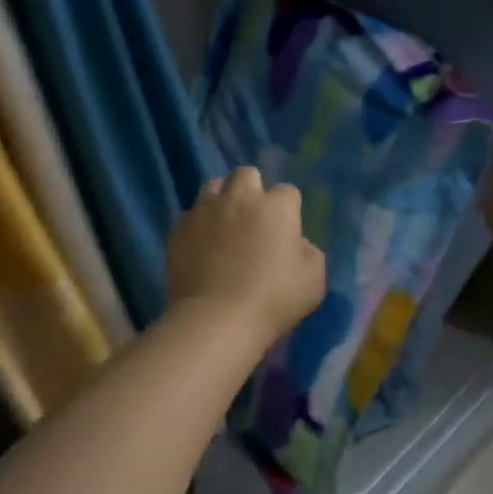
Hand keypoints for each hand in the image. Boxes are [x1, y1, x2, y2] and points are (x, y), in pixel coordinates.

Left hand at [167, 167, 325, 347]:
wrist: (216, 319)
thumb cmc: (273, 300)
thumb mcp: (313, 279)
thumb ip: (308, 251)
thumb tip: (295, 243)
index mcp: (275, 207)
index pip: (287, 191)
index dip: (289, 209)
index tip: (287, 231)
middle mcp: (239, 199)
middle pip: (246, 174)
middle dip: (253, 189)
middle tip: (254, 218)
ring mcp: (205, 211)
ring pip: (213, 185)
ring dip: (222, 198)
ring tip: (224, 223)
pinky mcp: (179, 229)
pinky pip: (190, 215)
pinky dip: (198, 224)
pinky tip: (201, 245)